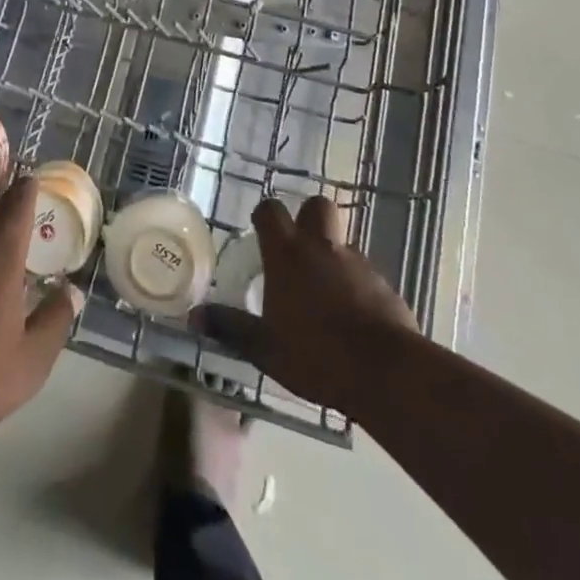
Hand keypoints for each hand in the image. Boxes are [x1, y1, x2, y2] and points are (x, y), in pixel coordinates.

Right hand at [195, 196, 418, 414]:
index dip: (264, 216)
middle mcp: (321, 247)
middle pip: (315, 206)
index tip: (260, 232)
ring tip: (324, 292)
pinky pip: (364, 274)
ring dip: (332, 256)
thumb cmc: (317, 354)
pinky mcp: (384, 285)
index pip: (270, 210)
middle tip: (298, 248)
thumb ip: (231, 328)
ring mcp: (357, 263)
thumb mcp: (265, 348)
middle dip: (307, 218)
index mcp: (287, 254)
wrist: (386, 372)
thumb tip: (194, 316)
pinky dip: (356, 286)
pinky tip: (352, 318)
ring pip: (341, 242)